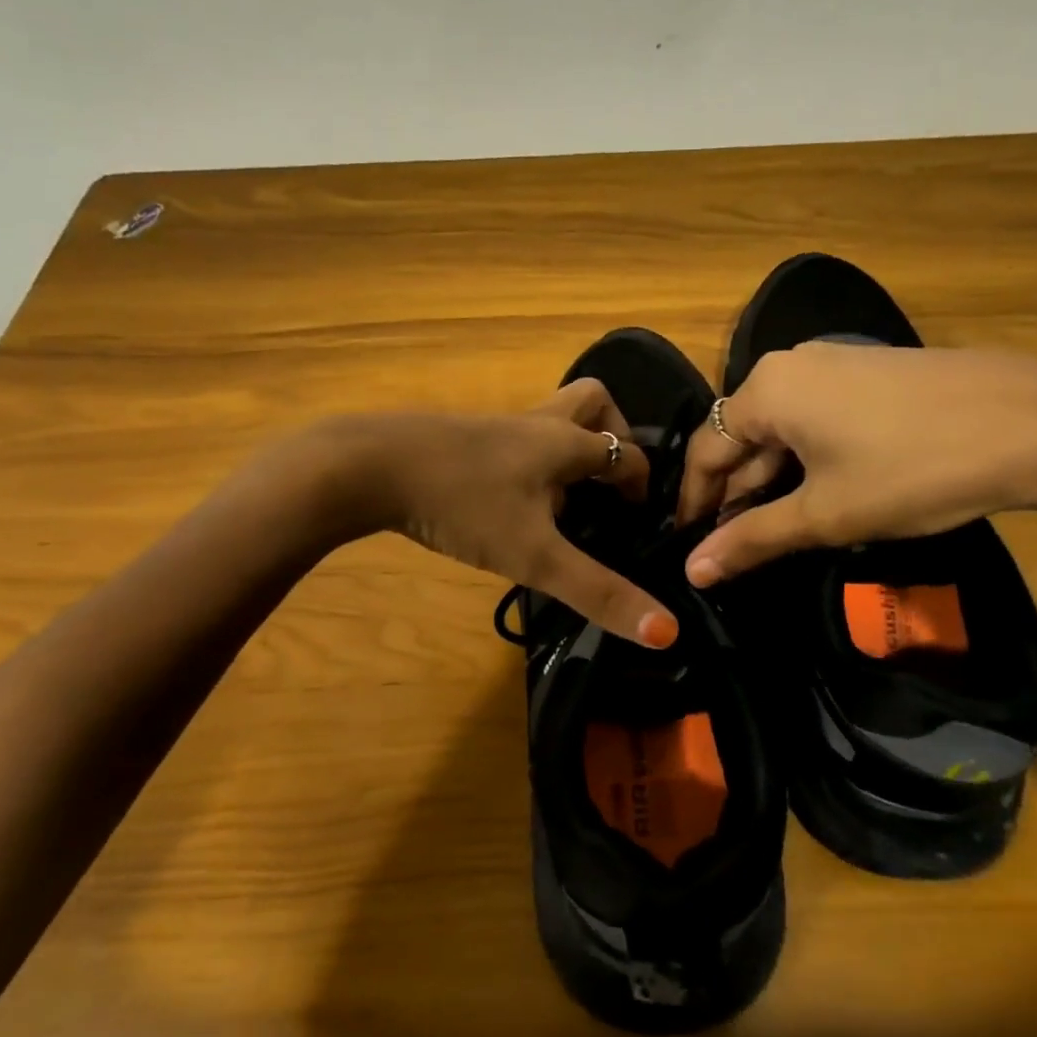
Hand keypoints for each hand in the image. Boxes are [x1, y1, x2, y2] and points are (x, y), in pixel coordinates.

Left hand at [327, 380, 679, 648]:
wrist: (367, 466)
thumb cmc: (463, 503)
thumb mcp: (535, 556)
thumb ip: (598, 592)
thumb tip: (668, 633)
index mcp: (564, 442)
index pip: (625, 452)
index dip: (643, 484)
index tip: (642, 520)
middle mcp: (535, 423)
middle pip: (591, 402)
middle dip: (613, 435)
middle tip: (611, 484)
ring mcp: (494, 427)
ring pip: (549, 420)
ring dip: (569, 449)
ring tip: (565, 500)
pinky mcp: (460, 438)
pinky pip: (514, 439)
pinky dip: (530, 462)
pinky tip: (512, 503)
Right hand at [675, 343, 1036, 584]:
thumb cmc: (913, 470)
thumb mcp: (825, 513)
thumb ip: (751, 539)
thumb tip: (691, 571)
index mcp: (767, 390)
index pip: (706, 450)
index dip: (693, 502)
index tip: (689, 547)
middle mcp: (791, 365)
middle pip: (741, 436)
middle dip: (733, 494)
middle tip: (731, 549)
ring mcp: (836, 364)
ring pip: (781, 429)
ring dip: (770, 481)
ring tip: (771, 531)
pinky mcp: (872, 374)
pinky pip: (816, 420)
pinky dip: (805, 460)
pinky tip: (817, 494)